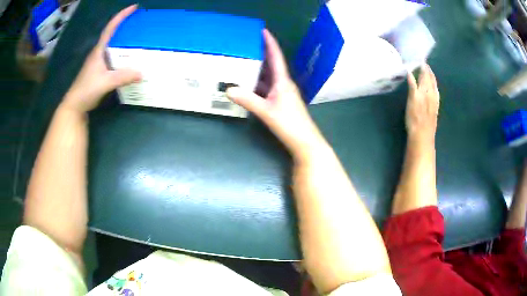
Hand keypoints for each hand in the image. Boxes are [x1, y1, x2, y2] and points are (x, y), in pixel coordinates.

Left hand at [62, 5, 140, 112]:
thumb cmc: (86, 90)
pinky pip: (114, 57)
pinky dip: (123, 54)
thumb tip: (142, 73)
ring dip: (124, 40)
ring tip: (138, 38)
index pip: (110, 28)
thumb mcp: (104, 83)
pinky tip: (130, 58)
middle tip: (140, 23)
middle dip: (126, 26)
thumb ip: (122, 77)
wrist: (75, 105)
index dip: (121, 16)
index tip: (134, 7)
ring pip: (114, 46)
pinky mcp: (100, 70)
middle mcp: (99, 53)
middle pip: (113, 34)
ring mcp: (99, 62)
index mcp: (99, 51)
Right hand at [227, 30, 324, 154]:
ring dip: (258, 68)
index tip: (263, 30)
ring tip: (244, 60)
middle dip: (261, 53)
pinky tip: (247, 83)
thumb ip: (247, 100)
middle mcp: (283, 84)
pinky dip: (257, 83)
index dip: (270, 43)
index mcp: (283, 81)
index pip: (276, 57)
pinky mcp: (280, 102)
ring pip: (268, 76)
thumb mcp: (266, 111)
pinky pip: (267, 87)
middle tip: (247, 44)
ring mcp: (282, 93)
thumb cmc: (289, 124)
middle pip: (272, 64)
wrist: (304, 141)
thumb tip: (228, 89)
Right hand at [406, 64, 439, 141]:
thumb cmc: (414, 118)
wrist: (423, 135)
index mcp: (424, 90)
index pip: (424, 75)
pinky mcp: (435, 107)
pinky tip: (434, 87)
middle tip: (424, 63)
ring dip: (432, 77)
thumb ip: (412, 85)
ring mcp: (434, 101)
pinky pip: (436, 93)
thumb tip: (409, 71)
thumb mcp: (411, 100)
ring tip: (429, 71)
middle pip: (430, 79)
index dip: (423, 67)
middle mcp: (431, 93)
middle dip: (428, 70)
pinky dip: (435, 87)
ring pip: (434, 86)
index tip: (420, 59)